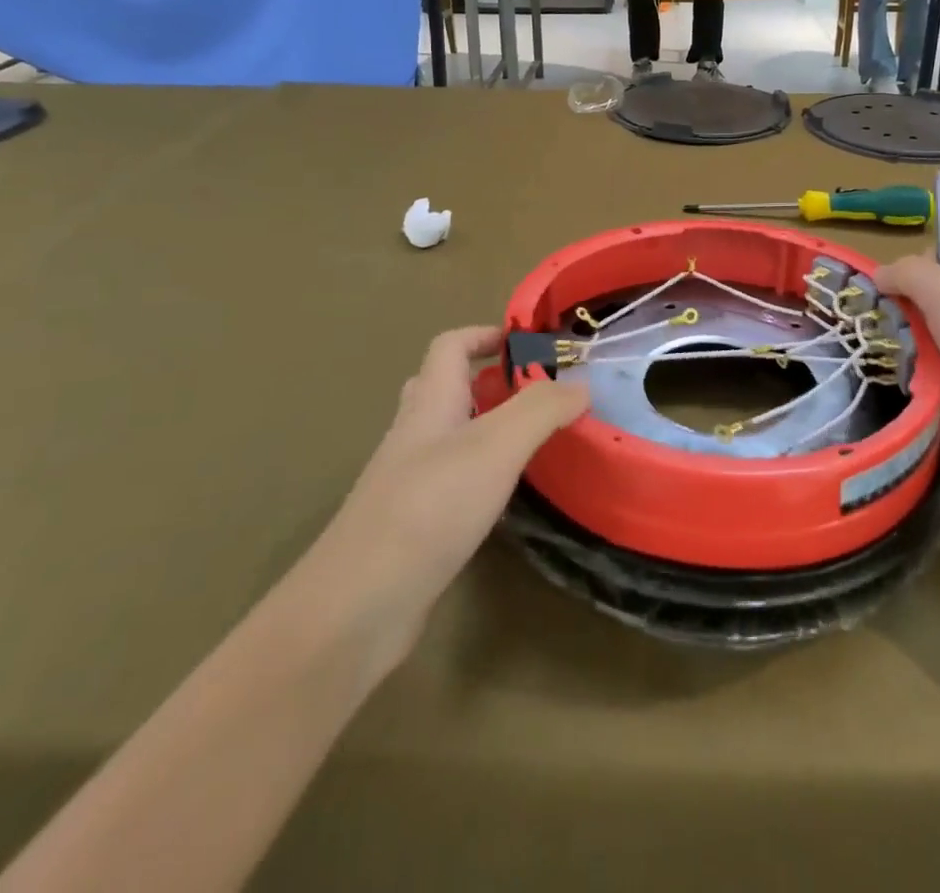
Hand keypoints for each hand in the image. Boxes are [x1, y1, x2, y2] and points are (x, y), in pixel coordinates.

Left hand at [303, 327, 587, 674]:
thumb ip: (541, 409)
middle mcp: (415, 434)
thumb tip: (581, 384)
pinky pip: (450, 480)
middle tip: (535, 395)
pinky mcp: (412, 524)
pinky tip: (505, 498)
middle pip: (446, 387)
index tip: (530, 344)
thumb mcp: (496, 446)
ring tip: (532, 442)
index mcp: (429, 403)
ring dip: (487, 428)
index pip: (450, 346)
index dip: (485, 334)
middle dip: (490, 381)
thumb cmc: (429, 508)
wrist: (359, 605)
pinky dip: (481, 474)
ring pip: (449, 436)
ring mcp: (408, 481)